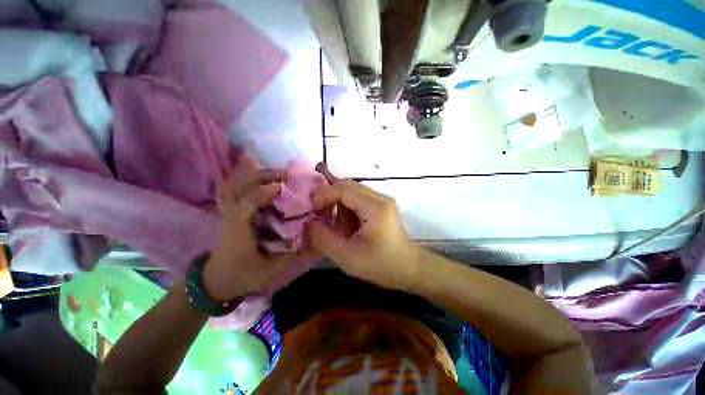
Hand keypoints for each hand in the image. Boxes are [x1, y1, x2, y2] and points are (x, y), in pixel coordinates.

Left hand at [203, 157, 308, 301]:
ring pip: (233, 184)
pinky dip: (245, 178)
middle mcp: (230, 217)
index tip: (281, 186)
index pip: (245, 206)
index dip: (262, 193)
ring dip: (254, 175)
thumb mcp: (270, 271)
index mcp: (238, 232)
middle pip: (238, 187)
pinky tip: (260, 177)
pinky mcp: (229, 211)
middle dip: (261, 176)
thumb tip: (312, 237)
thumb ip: (292, 255)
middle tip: (286, 175)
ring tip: (277, 173)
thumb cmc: (242, 276)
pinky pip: (233, 188)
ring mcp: (226, 212)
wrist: (216, 280)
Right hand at [307, 178, 421, 290]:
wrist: (409, 269)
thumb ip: (323, 238)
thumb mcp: (347, 256)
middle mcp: (380, 197)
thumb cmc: (381, 265)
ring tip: (340, 227)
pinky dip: (348, 209)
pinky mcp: (382, 205)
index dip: (323, 196)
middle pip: (347, 185)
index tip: (312, 211)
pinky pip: (358, 199)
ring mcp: (382, 200)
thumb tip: (309, 222)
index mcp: (374, 207)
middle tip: (321, 217)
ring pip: (352, 191)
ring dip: (339, 205)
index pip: (343, 189)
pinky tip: (350, 227)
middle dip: (330, 198)